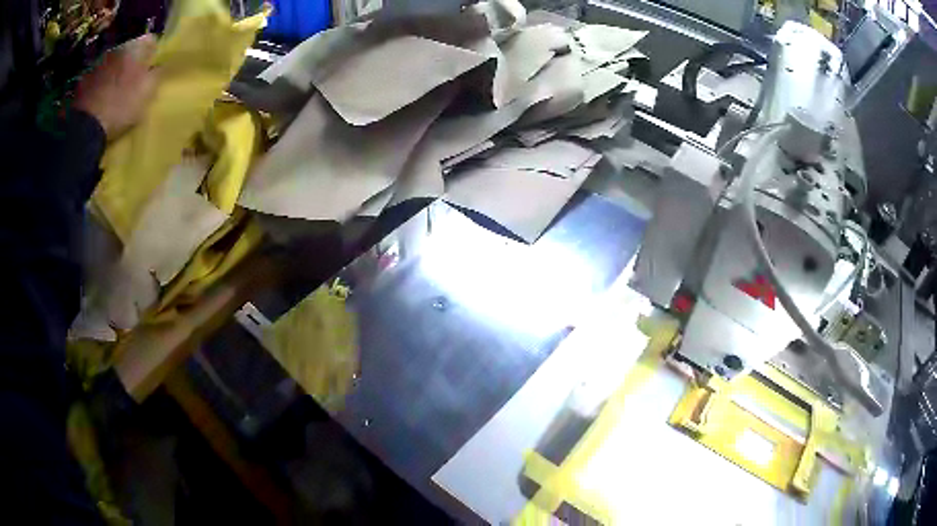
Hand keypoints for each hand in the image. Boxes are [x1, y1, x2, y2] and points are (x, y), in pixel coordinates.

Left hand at [74, 34, 158, 138]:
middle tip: (132, 80)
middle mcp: (117, 48)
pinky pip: (97, 77)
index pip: (151, 41)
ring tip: (114, 91)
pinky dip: (100, 84)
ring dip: (114, 73)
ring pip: (112, 63)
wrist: (84, 127)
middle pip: (130, 51)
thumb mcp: (147, 92)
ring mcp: (98, 63)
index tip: (151, 68)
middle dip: (132, 62)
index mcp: (135, 47)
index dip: (153, 54)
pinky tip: (99, 99)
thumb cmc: (120, 107)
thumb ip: (157, 74)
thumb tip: (160, 64)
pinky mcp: (84, 80)